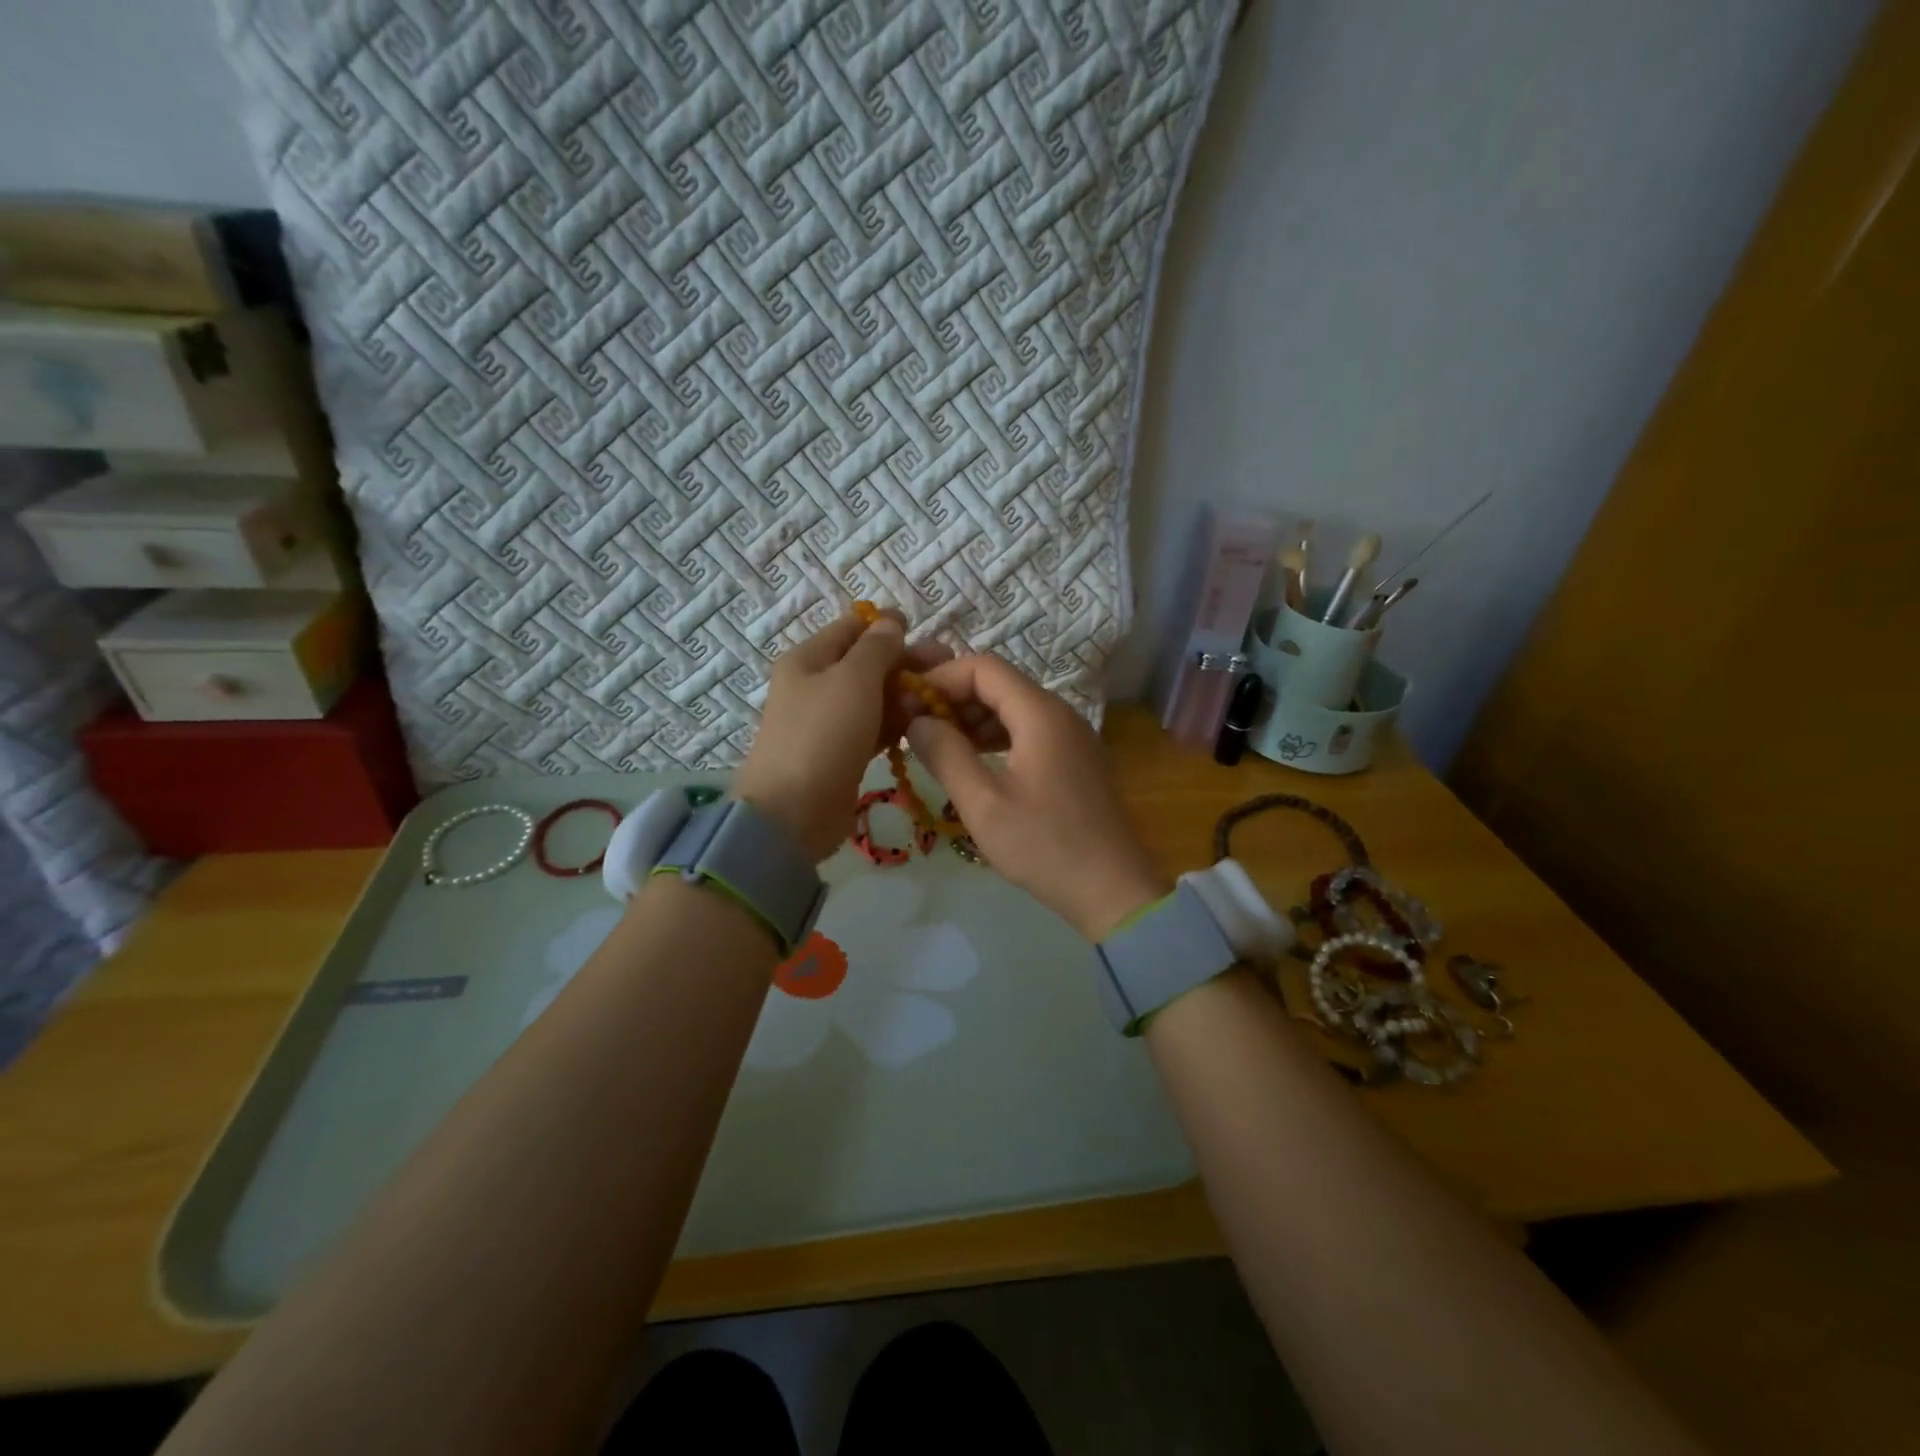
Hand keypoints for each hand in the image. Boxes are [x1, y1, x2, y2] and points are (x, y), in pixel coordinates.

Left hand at [735, 610, 948, 861]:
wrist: (793, 811)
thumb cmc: (823, 734)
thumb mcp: (853, 679)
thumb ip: (877, 648)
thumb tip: (891, 622)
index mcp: (809, 658)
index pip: (852, 627)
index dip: (888, 626)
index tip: (925, 633)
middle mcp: (816, 684)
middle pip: (867, 662)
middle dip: (906, 662)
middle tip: (948, 669)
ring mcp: (829, 721)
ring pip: (875, 697)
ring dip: (906, 694)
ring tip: (943, 700)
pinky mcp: (843, 752)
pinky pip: (875, 727)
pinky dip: (897, 723)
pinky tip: (924, 724)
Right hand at [905, 655, 1171, 940]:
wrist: (1112, 889)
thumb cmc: (1044, 846)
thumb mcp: (983, 804)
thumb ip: (946, 755)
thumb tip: (916, 722)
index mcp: (1041, 714)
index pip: (984, 667)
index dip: (941, 677)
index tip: (908, 704)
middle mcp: (1061, 713)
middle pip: (1000, 684)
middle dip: (955, 698)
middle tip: (916, 727)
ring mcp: (1073, 736)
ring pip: (1014, 708)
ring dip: (974, 719)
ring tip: (937, 746)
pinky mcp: (1076, 759)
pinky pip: (1030, 731)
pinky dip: (996, 737)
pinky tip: (973, 762)